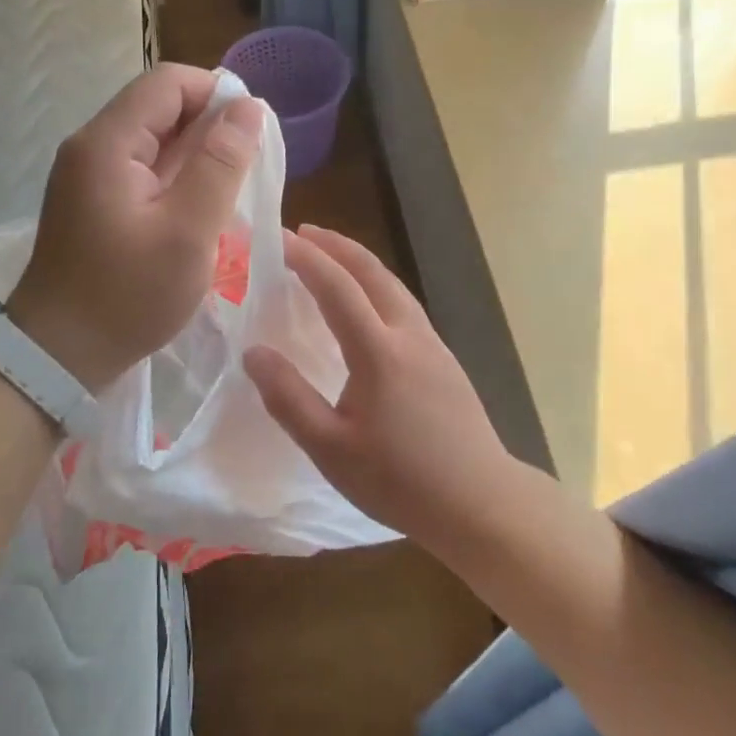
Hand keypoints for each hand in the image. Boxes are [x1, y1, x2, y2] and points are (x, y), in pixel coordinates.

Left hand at [8, 63, 262, 389]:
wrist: (57, 356)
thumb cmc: (127, 296)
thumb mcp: (188, 232)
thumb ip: (221, 165)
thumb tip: (248, 108)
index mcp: (108, 143)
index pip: (167, 82)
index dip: (215, 94)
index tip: (250, 135)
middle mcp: (92, 146)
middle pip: (159, 106)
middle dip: (208, 127)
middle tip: (244, 172)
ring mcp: (88, 173)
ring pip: (153, 138)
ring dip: (195, 155)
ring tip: (228, 192)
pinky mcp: (94, 199)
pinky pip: (142, 168)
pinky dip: (176, 177)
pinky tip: (198, 209)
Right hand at [244, 225, 518, 554]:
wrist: (481, 503)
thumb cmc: (401, 480)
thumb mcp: (331, 449)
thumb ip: (289, 398)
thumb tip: (253, 352)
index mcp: (379, 352)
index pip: (337, 287)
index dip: (306, 258)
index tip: (279, 238)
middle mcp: (408, 334)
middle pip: (372, 273)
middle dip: (336, 246)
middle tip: (304, 231)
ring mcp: (432, 344)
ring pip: (393, 285)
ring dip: (359, 261)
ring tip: (331, 255)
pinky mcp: (444, 358)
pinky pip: (404, 303)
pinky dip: (376, 284)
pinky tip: (367, 301)